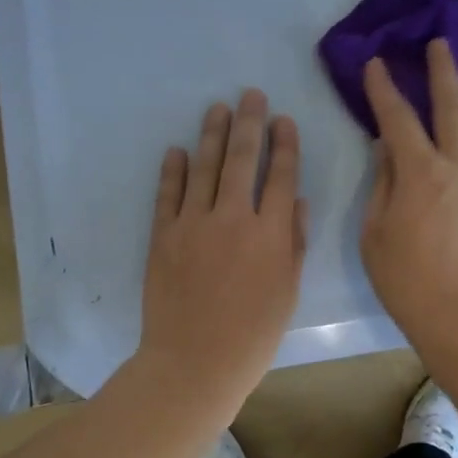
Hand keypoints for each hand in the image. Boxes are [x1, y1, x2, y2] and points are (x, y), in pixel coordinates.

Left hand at [138, 89, 306, 418]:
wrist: (194, 362)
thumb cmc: (253, 334)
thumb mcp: (288, 292)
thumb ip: (293, 242)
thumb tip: (294, 200)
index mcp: (270, 233)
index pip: (280, 175)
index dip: (285, 144)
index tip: (284, 120)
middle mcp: (233, 218)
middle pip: (243, 159)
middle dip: (250, 123)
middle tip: (251, 95)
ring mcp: (194, 224)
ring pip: (206, 167)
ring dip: (213, 134)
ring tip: (219, 108)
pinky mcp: (163, 235)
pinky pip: (168, 194)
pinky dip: (173, 169)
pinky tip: (178, 149)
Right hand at [361, 38, 457, 342]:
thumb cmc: (405, 278)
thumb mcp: (375, 231)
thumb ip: (383, 183)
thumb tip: (387, 147)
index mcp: (419, 173)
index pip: (398, 119)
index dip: (385, 89)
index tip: (377, 65)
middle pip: (452, 109)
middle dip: (443, 73)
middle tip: (442, 45)